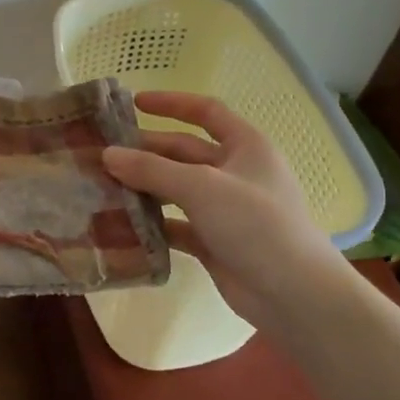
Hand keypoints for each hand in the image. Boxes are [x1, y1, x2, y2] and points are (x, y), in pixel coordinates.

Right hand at [101, 92, 335, 303]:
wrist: (296, 296)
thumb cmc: (256, 225)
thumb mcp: (201, 187)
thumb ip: (152, 169)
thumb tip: (107, 154)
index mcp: (245, 147)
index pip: (206, 112)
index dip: (172, 103)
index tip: (134, 103)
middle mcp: (235, 173)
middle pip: (184, 152)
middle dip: (146, 151)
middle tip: (103, 153)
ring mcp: (226, 209)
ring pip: (176, 189)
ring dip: (145, 187)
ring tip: (104, 187)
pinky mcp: (215, 242)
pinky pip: (177, 225)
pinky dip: (153, 224)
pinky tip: (123, 224)